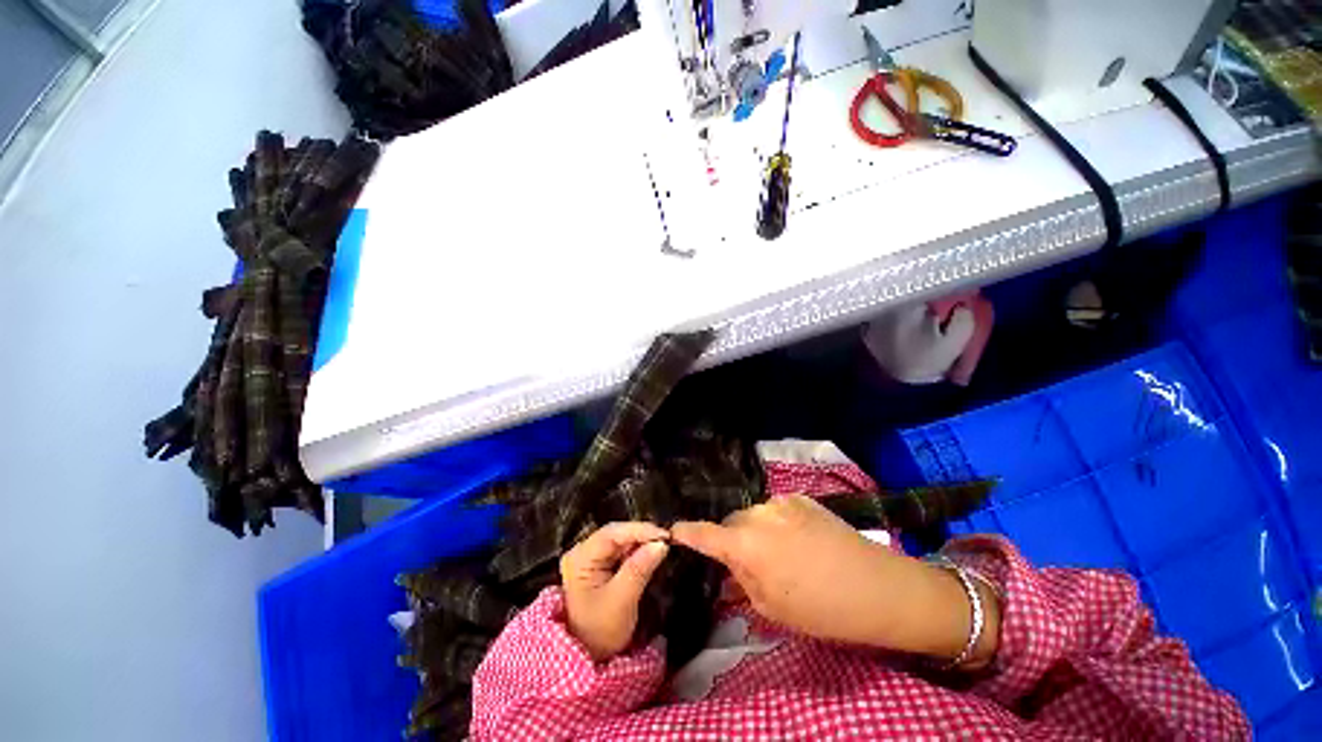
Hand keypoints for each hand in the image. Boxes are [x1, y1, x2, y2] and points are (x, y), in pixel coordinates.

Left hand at [561, 522, 670, 661]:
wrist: (587, 658)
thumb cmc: (600, 632)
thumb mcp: (621, 601)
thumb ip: (640, 569)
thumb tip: (661, 544)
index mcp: (580, 557)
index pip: (612, 533)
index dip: (640, 530)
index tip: (665, 535)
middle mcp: (583, 551)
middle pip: (616, 534)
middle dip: (642, 535)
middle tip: (668, 540)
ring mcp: (591, 558)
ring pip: (621, 541)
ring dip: (642, 542)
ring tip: (664, 544)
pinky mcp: (600, 565)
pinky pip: (621, 551)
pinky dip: (638, 551)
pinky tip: (652, 553)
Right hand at [672, 495, 999, 664]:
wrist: (877, 587)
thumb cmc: (821, 608)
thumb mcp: (772, 607)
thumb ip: (742, 582)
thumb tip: (727, 570)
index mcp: (746, 543)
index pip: (705, 533)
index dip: (687, 533)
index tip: (674, 530)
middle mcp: (758, 514)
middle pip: (732, 522)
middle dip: (732, 539)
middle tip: (746, 562)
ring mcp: (781, 501)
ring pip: (755, 515)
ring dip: (757, 531)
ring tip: (779, 553)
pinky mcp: (801, 497)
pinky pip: (777, 510)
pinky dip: (777, 524)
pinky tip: (798, 541)